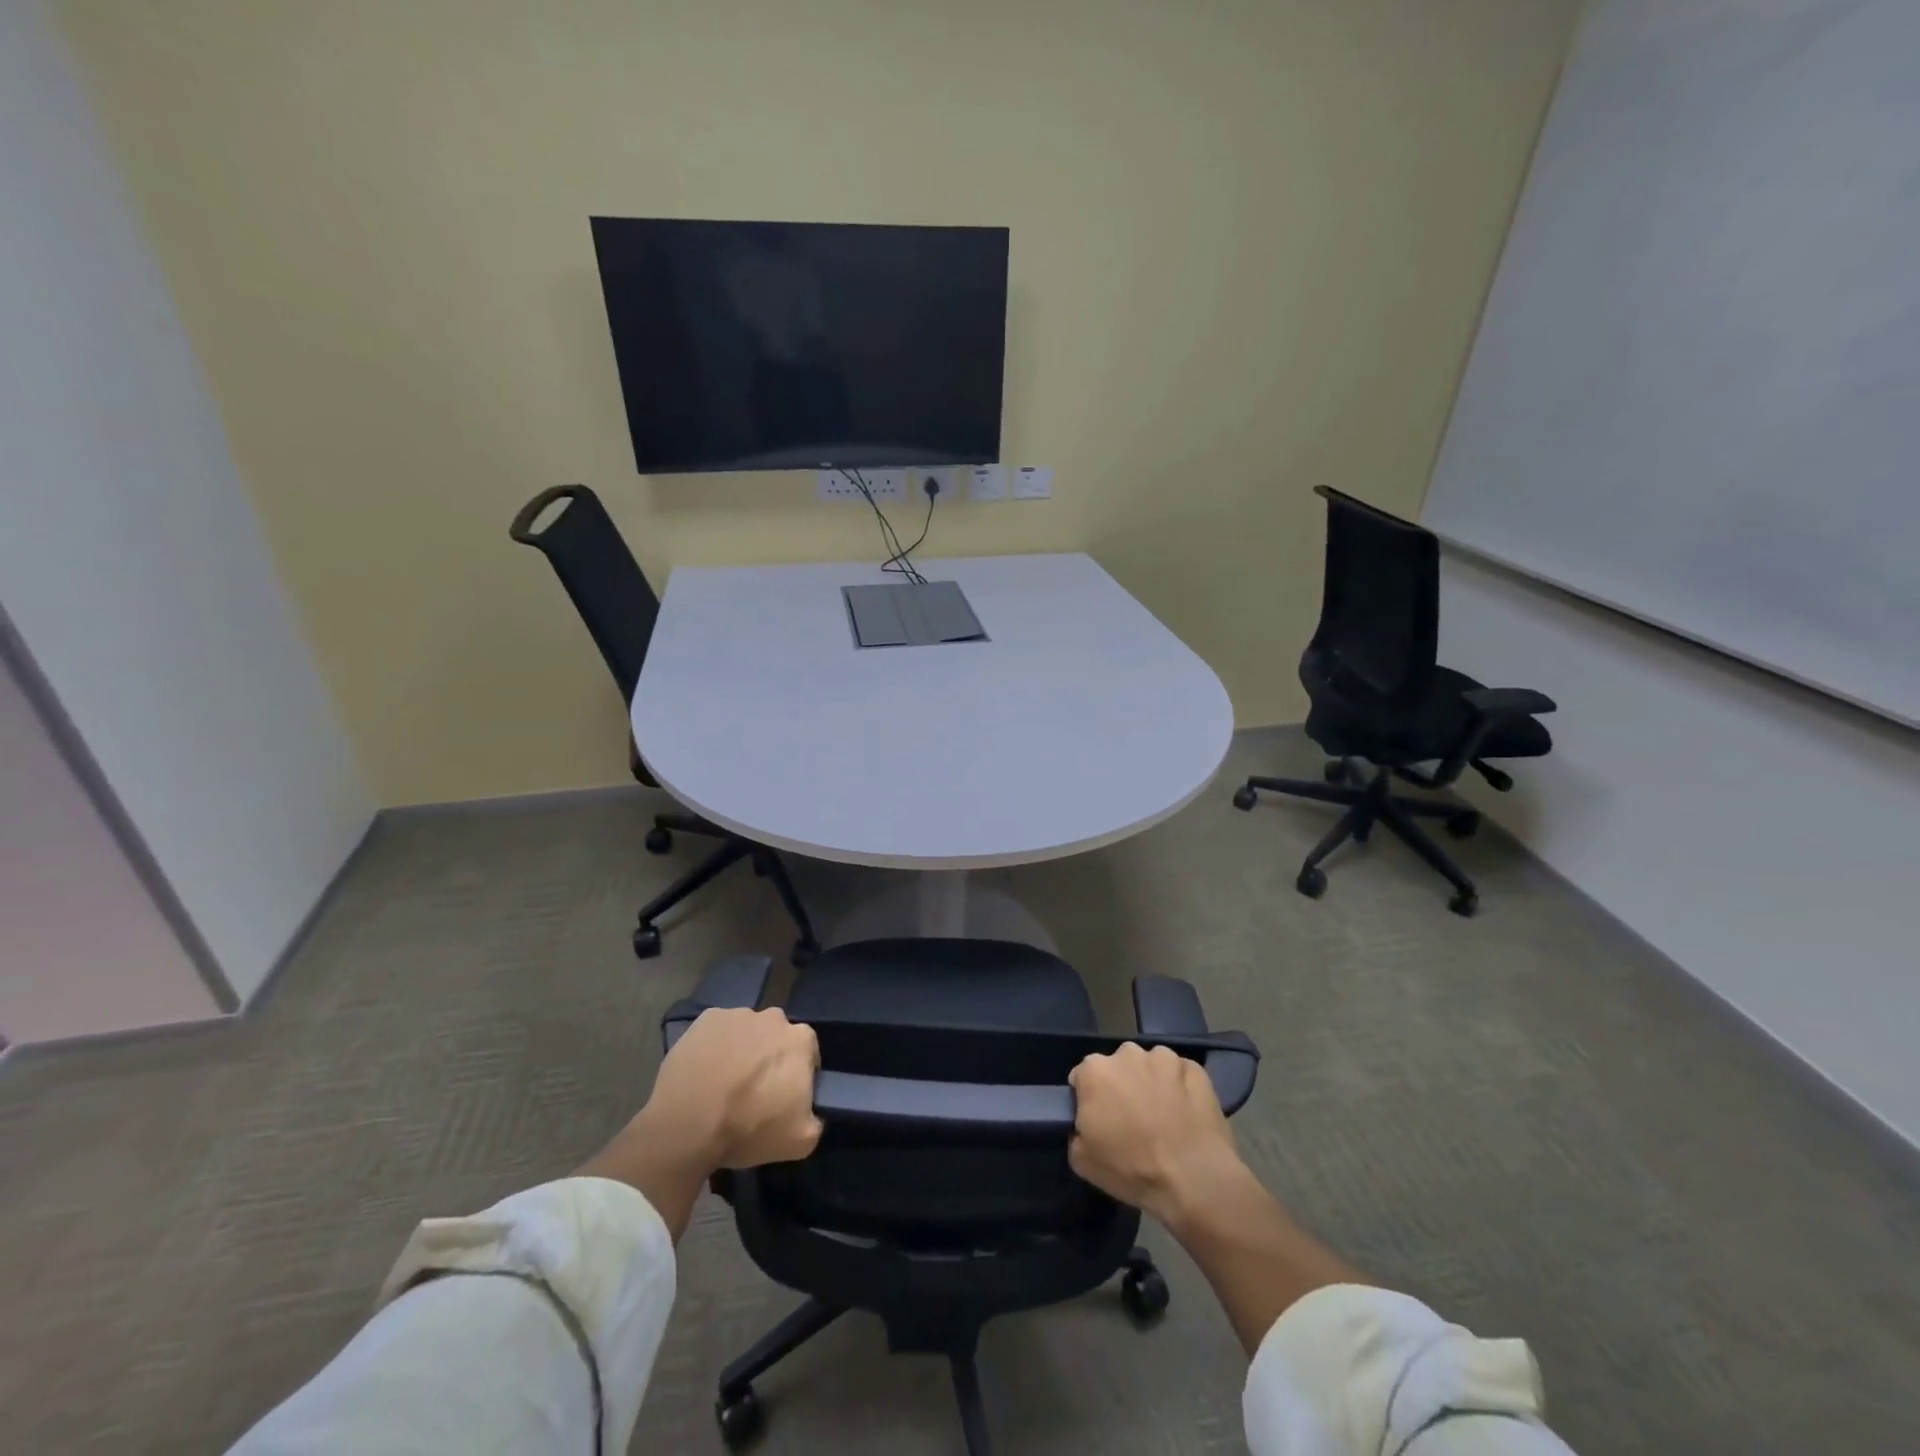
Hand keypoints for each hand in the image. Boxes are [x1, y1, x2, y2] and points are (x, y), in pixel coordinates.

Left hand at [642, 1006, 822, 1170]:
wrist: (687, 1125)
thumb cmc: (748, 1128)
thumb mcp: (800, 1141)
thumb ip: (815, 1118)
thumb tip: (808, 1110)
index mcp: (801, 1040)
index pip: (807, 1054)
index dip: (796, 1076)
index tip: (781, 1097)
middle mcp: (774, 1017)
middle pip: (776, 1037)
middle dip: (769, 1058)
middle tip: (752, 1090)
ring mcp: (737, 1014)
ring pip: (746, 1032)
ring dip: (741, 1051)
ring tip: (723, 1084)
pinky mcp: (706, 1019)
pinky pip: (717, 1031)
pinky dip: (714, 1046)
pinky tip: (703, 1072)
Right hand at [1069, 1042, 1245, 1231]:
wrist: (1193, 1179)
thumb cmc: (1132, 1169)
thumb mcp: (1082, 1160)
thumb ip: (1076, 1129)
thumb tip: (1085, 1123)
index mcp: (1094, 1070)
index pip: (1083, 1077)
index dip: (1090, 1100)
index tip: (1101, 1121)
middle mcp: (1127, 1053)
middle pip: (1118, 1066)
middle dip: (1122, 1086)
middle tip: (1132, 1120)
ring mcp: (1164, 1057)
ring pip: (1150, 1066)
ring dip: (1151, 1083)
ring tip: (1163, 1117)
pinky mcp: (1194, 1068)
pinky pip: (1180, 1074)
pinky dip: (1180, 1088)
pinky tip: (1186, 1115)